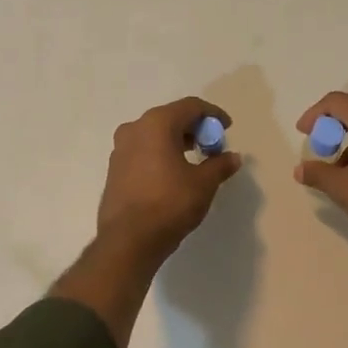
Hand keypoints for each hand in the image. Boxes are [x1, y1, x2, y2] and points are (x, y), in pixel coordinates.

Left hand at [97, 97, 241, 259]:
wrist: (128, 241)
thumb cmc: (169, 204)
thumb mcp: (203, 184)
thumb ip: (220, 165)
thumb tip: (233, 157)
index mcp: (157, 124)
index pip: (191, 106)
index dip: (213, 114)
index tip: (227, 128)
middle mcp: (135, 128)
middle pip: (171, 117)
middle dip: (195, 129)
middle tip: (212, 146)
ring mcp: (120, 148)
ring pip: (155, 134)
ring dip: (177, 141)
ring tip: (195, 160)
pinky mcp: (114, 168)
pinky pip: (143, 150)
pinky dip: (161, 153)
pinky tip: (173, 173)